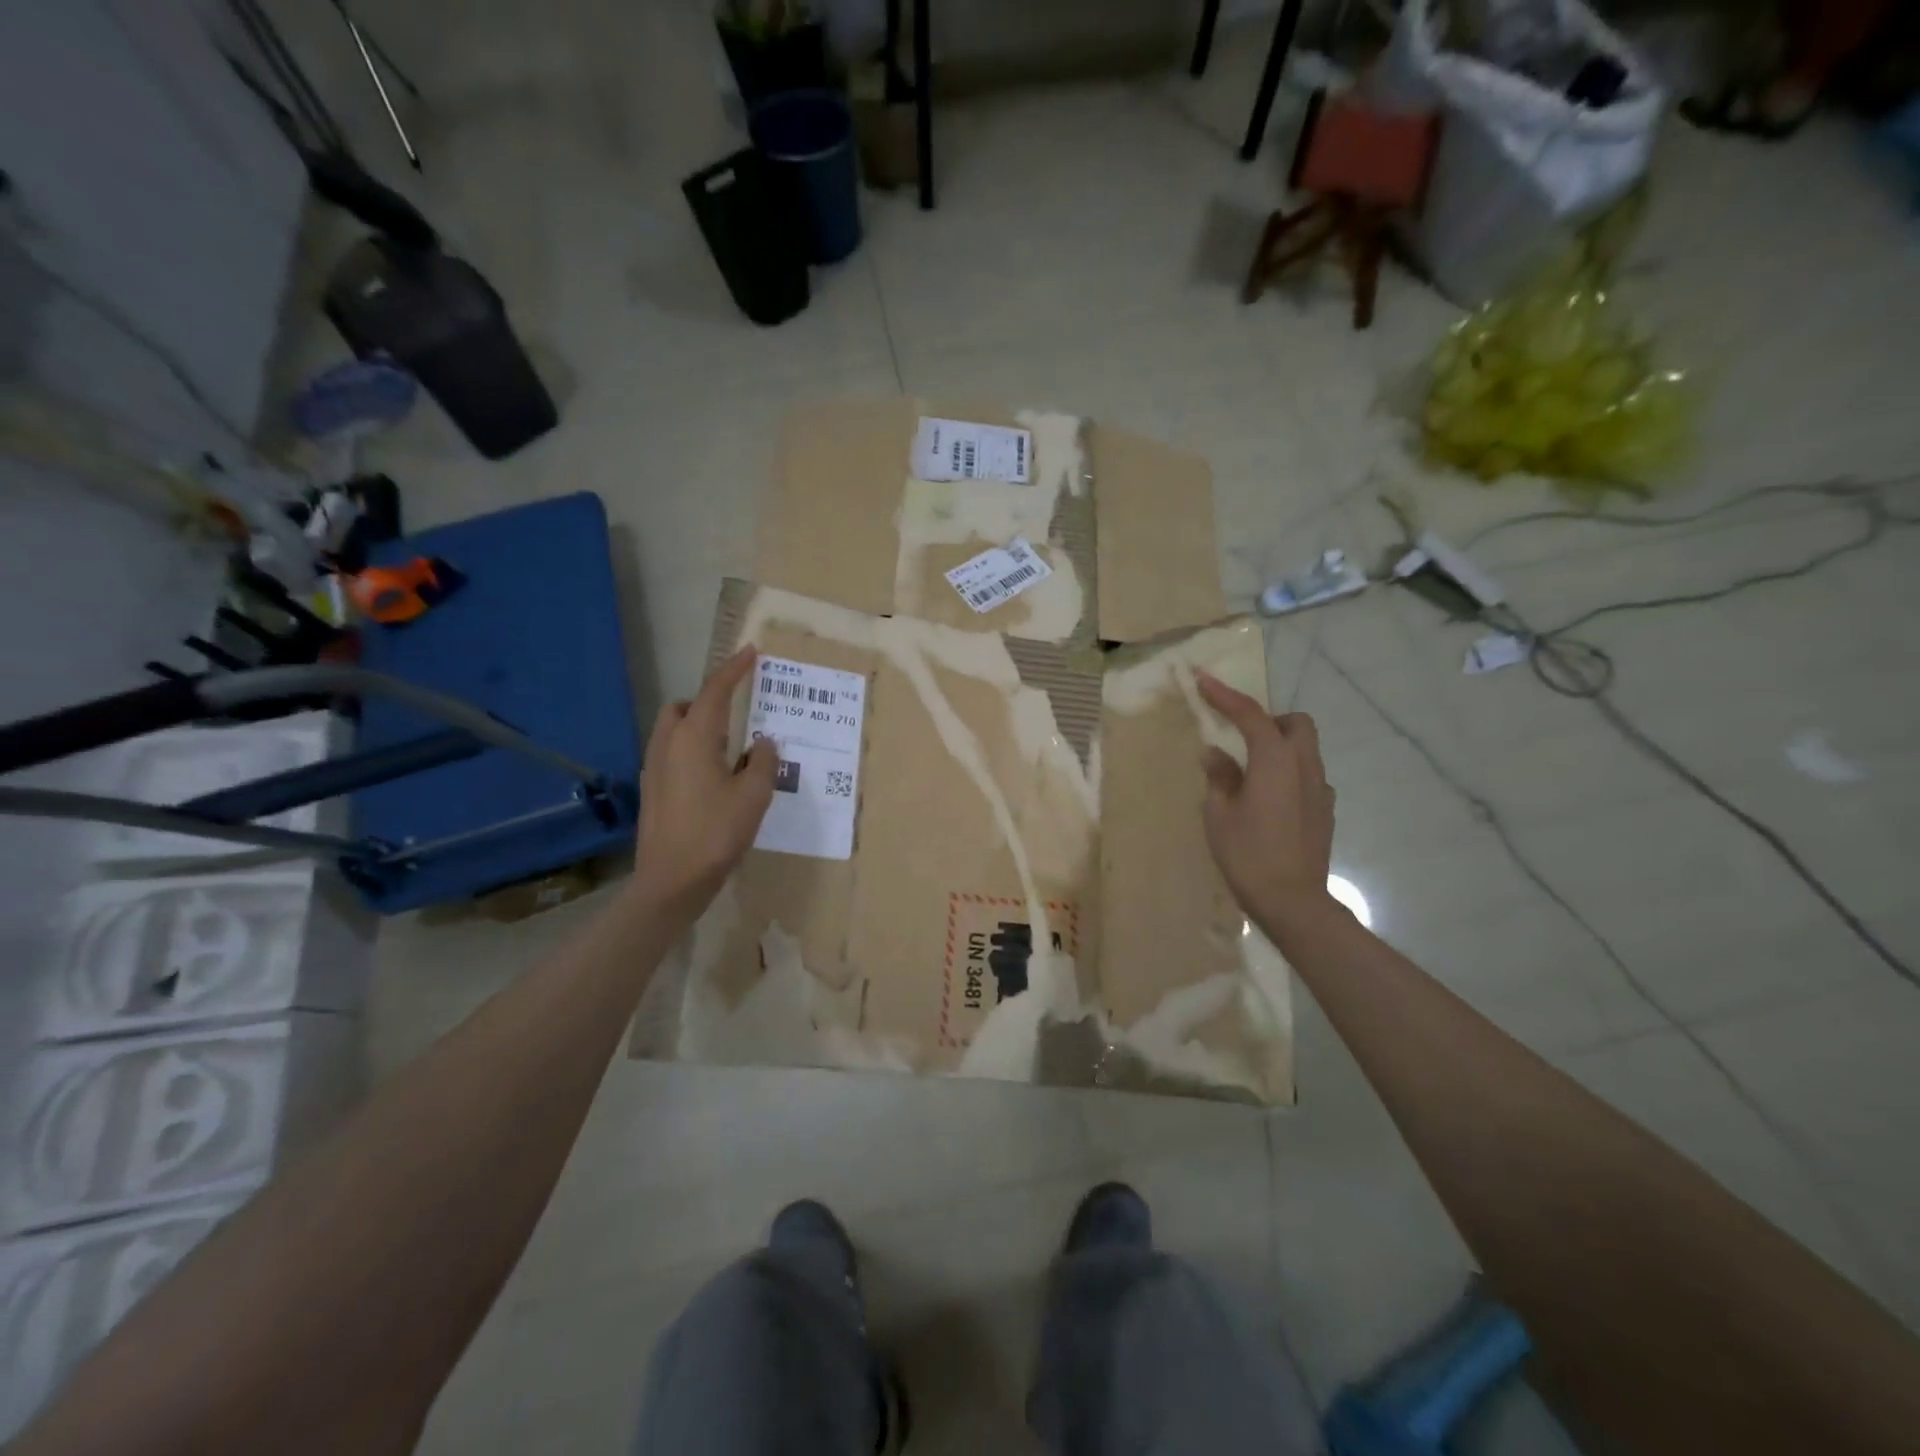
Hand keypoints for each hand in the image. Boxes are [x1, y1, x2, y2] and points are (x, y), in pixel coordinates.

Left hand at [630, 646, 777, 918]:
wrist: (672, 881)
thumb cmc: (716, 833)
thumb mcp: (754, 796)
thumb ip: (764, 762)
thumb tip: (764, 742)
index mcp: (694, 739)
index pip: (714, 691)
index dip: (733, 670)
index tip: (750, 653)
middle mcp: (667, 745)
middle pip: (684, 707)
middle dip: (708, 702)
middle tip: (738, 716)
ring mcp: (654, 769)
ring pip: (674, 731)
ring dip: (699, 728)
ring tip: (730, 750)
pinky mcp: (652, 791)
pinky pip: (671, 754)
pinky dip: (691, 751)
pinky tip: (713, 778)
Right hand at [1196, 671, 1337, 937]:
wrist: (1293, 901)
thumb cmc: (1248, 854)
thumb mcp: (1219, 814)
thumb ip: (1219, 776)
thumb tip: (1216, 754)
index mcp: (1275, 761)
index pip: (1250, 715)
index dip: (1225, 695)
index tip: (1203, 679)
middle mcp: (1304, 766)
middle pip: (1295, 724)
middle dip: (1268, 720)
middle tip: (1240, 738)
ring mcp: (1321, 789)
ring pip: (1306, 749)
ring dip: (1279, 746)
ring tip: (1250, 773)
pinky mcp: (1326, 810)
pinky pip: (1308, 776)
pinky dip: (1288, 774)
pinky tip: (1270, 801)